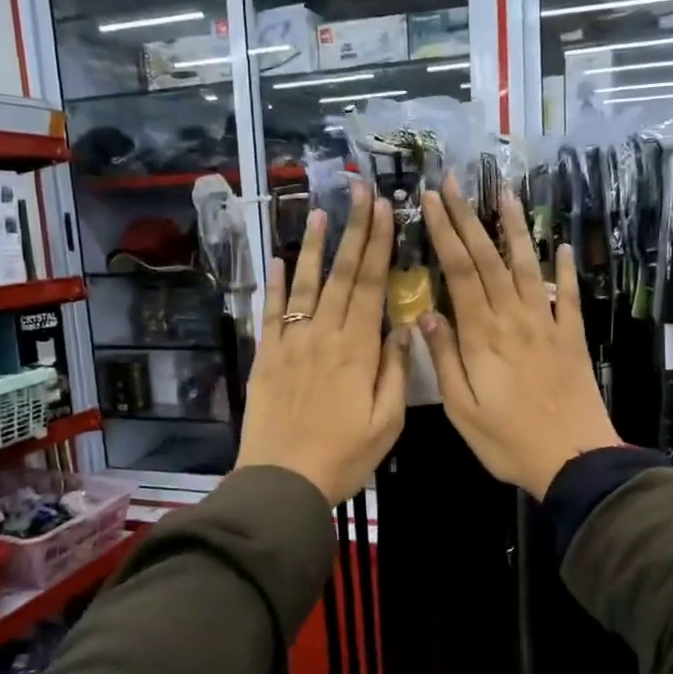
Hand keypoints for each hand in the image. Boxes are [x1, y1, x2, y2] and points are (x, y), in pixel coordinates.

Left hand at [236, 179, 409, 504]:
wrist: (282, 481)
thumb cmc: (343, 457)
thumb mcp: (386, 423)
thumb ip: (396, 372)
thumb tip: (406, 327)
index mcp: (358, 350)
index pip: (371, 286)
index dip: (379, 245)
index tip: (384, 210)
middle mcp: (324, 336)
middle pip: (342, 275)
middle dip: (354, 231)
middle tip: (360, 192)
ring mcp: (291, 344)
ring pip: (306, 285)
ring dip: (316, 247)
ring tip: (322, 212)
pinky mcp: (266, 357)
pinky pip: (271, 313)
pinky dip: (275, 284)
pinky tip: (279, 259)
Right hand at [417, 176, 621, 498]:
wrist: (573, 459)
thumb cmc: (508, 440)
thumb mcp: (462, 409)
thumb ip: (444, 360)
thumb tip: (425, 316)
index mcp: (482, 335)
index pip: (460, 272)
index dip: (445, 233)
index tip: (432, 201)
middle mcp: (514, 318)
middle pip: (488, 259)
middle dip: (468, 218)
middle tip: (455, 182)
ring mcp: (546, 324)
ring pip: (526, 267)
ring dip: (514, 229)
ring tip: (504, 194)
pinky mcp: (571, 337)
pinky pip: (566, 295)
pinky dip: (563, 269)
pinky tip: (560, 247)